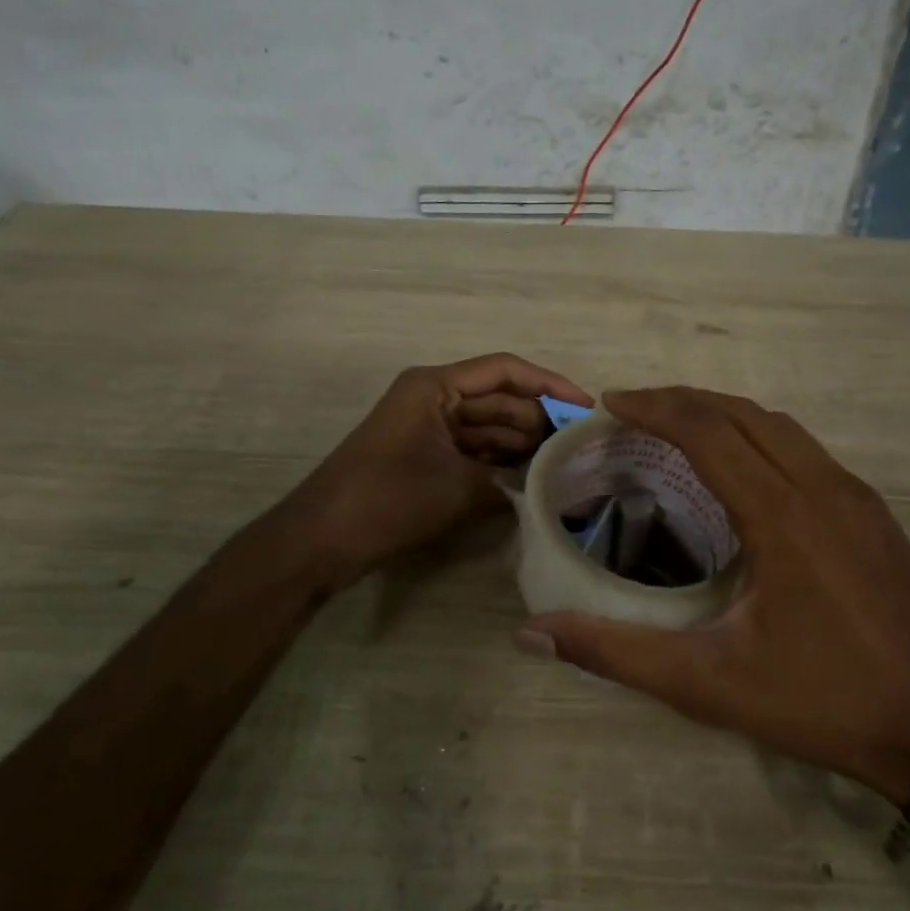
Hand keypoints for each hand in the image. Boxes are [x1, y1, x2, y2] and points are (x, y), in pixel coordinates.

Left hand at [281, 353, 591, 588]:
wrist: (323, 539)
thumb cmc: (388, 498)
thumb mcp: (458, 487)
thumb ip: (508, 481)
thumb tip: (545, 487)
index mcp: (435, 386)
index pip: (505, 371)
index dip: (550, 385)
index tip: (586, 407)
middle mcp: (433, 398)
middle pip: (499, 399)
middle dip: (539, 420)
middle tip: (582, 445)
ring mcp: (427, 428)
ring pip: (487, 427)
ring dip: (522, 444)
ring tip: (566, 464)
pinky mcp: (424, 457)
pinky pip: (472, 451)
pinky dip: (499, 463)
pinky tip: (532, 479)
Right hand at [518, 387, 909, 806]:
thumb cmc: (821, 703)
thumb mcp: (707, 684)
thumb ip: (615, 653)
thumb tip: (533, 633)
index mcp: (783, 516)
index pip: (709, 432)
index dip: (656, 408)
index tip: (612, 403)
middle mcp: (824, 489)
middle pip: (745, 414)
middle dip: (684, 401)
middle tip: (634, 409)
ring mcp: (858, 498)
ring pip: (782, 426)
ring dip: (725, 414)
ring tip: (678, 427)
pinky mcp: (876, 515)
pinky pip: (808, 451)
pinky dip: (761, 437)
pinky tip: (741, 469)